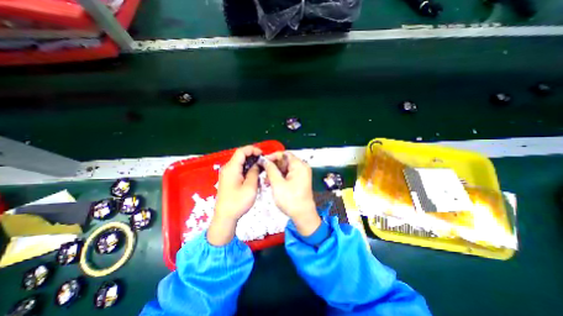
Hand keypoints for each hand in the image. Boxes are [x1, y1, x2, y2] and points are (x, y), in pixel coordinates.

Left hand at [208, 146, 262, 245]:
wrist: (225, 216)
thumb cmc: (238, 202)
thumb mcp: (250, 187)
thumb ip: (254, 172)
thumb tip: (257, 164)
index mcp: (231, 168)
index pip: (241, 151)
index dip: (252, 149)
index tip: (262, 154)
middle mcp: (227, 168)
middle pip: (240, 155)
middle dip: (252, 155)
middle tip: (263, 160)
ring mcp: (227, 173)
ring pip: (240, 161)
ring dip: (250, 161)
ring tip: (261, 166)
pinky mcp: (228, 178)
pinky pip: (238, 168)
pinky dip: (247, 167)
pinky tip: (254, 172)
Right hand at [262, 152, 318, 235]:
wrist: (302, 215)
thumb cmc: (290, 200)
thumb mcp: (277, 183)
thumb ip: (270, 169)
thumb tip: (264, 160)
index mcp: (299, 165)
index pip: (284, 154)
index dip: (272, 156)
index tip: (263, 161)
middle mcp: (301, 167)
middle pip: (284, 161)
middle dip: (273, 166)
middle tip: (263, 172)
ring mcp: (301, 174)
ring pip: (284, 168)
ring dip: (274, 173)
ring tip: (266, 180)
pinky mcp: (298, 180)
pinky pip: (287, 175)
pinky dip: (279, 177)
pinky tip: (271, 183)